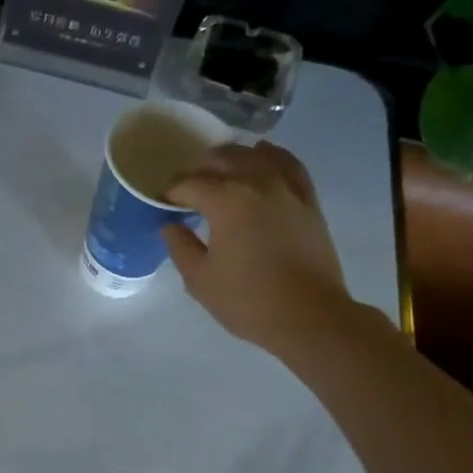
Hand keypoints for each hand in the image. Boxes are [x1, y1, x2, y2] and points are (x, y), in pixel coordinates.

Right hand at [161, 142, 359, 355]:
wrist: (310, 317)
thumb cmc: (247, 300)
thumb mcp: (199, 278)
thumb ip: (180, 246)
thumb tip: (171, 226)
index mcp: (225, 201)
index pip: (189, 183)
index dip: (171, 191)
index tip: (162, 202)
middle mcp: (256, 184)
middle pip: (222, 159)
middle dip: (198, 167)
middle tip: (185, 184)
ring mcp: (287, 190)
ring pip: (256, 156)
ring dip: (232, 156)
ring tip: (218, 167)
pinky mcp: (308, 201)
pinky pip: (290, 165)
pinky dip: (273, 155)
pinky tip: (263, 155)